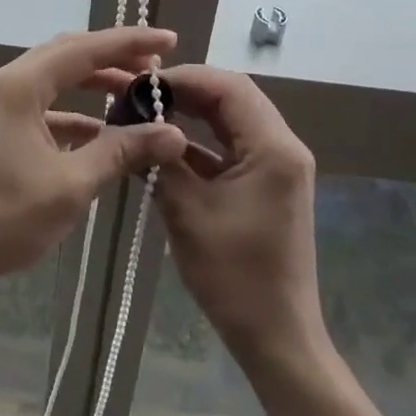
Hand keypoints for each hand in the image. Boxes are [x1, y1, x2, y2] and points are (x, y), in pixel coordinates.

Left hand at [0, 28, 189, 302]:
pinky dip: (71, 111)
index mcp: (20, 85)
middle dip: (113, 57)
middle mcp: (5, 82)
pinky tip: (97, 132)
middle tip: (155, 68)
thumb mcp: (70, 186)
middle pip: (67, 54)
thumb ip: (121, 152)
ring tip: (133, 94)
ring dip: (92, 83)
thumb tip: (173, 133)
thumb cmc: (2, 219)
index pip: (85, 48)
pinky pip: (40, 105)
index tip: (170, 40)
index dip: (130, 42)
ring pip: (53, 78)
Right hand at [151, 66, 327, 362]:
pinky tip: (166, 145)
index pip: (228, 87)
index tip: (143, 83)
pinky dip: (201, 140)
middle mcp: (282, 146)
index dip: (185, 77)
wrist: (276, 338)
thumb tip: (133, 124)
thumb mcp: (188, 213)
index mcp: (273, 148)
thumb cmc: (235, 277)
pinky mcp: (267, 183)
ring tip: (148, 112)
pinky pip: (232, 145)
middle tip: (141, 94)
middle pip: (233, 96)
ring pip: (232, 118)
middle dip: (186, 90)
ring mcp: (277, 165)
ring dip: (193, 112)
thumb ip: (162, 161)